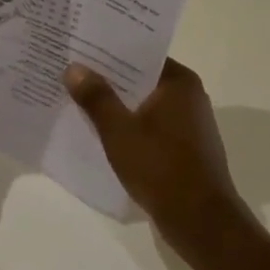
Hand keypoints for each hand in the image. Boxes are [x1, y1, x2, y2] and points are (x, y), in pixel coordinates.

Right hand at [63, 58, 244, 240]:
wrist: (201, 222)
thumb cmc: (160, 168)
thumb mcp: (119, 130)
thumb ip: (96, 97)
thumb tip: (74, 68)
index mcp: (178, 83)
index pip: (139, 53)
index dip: (108, 50)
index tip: (78, 47)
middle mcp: (188, 97)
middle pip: (139, 78)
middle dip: (106, 77)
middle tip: (69, 71)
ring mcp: (188, 124)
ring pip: (143, 103)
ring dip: (115, 103)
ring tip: (77, 98)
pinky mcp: (184, 148)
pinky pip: (148, 125)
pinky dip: (127, 124)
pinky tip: (99, 130)